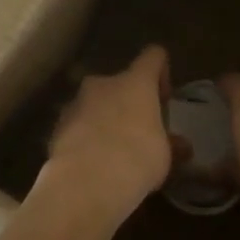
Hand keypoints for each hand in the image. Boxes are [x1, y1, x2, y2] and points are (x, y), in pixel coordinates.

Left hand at [44, 46, 183, 219]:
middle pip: (120, 82)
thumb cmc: (136, 160)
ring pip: (95, 103)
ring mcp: (76, 103)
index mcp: (135, 82)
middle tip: (139, 130)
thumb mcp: (165, 157)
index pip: (153, 57)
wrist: (84, 182)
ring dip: (104, 118)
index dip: (161, 71)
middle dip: (129, 101)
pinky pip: (77, 124)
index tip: (164, 98)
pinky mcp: (56, 126)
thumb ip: (172, 145)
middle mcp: (103, 83)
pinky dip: (85, 136)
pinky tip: (92, 163)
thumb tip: (182, 145)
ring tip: (113, 150)